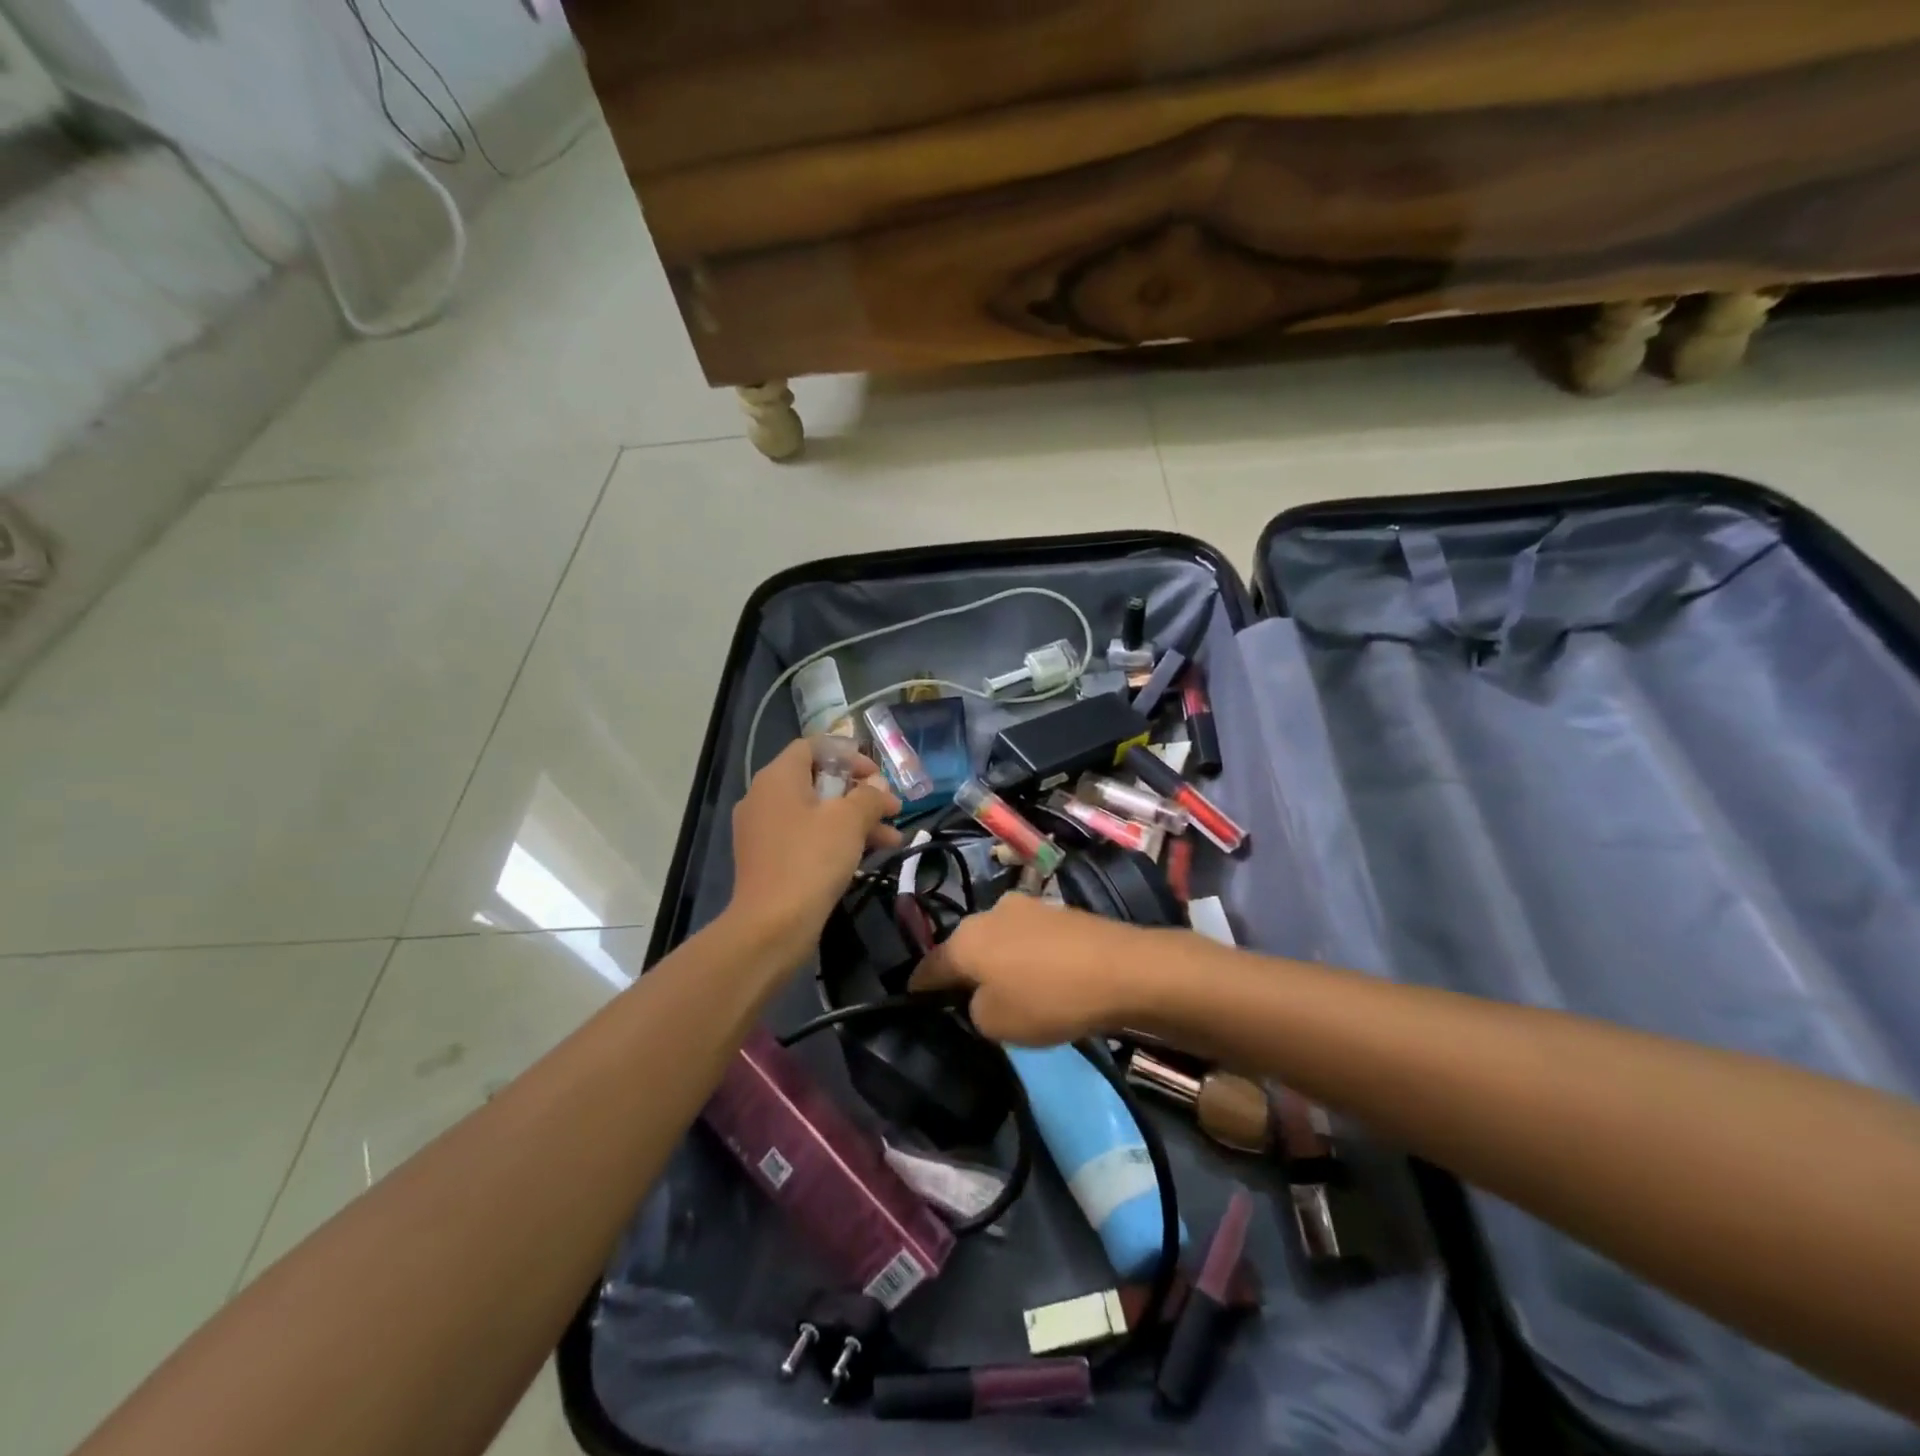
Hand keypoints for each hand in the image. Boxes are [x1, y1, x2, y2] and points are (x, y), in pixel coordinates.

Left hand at [727, 739, 902, 963]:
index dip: (848, 755)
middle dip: (859, 794)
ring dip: (855, 821)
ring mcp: (763, 831)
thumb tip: (879, 787)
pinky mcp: (768, 860)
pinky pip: (806, 838)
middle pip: (817, 781)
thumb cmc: (811, 859)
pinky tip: (868, 857)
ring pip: (816, 814)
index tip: (876, 775)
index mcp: (778, 778)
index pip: (812, 747)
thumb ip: (869, 797)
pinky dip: (835, 841)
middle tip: (890, 808)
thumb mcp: (849, 821)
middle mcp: (764, 798)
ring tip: (892, 838)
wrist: (772, 926)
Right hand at [911, 893, 1157, 1045]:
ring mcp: (1026, 906)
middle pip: (964, 948)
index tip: (914, 1004)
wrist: (1122, 969)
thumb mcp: (995, 1023)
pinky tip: (1044, 978)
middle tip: (970, 1003)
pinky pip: (1028, 939)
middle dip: (963, 972)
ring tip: (1012, 991)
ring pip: (997, 940)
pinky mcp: (1058, 910)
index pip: (928, 966)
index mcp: (964, 938)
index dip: (919, 989)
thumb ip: (973, 1010)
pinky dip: (1027, 957)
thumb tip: (980, 995)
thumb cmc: (1048, 998)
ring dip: (998, 962)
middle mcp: (989, 912)